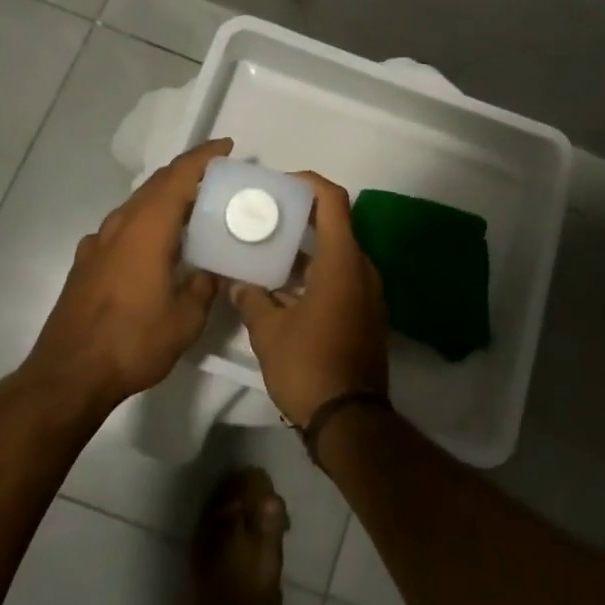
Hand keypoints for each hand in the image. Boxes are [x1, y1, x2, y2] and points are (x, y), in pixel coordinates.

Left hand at [22, 138, 232, 414]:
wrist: (67, 376)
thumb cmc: (132, 342)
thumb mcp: (186, 319)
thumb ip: (204, 286)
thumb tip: (213, 268)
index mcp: (148, 227)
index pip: (179, 176)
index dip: (204, 157)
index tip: (227, 147)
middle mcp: (121, 224)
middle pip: (157, 184)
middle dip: (188, 174)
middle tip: (218, 178)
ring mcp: (98, 242)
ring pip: (138, 204)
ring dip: (166, 198)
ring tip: (192, 209)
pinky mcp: (86, 261)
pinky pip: (123, 227)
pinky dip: (146, 222)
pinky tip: (155, 245)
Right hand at [229, 172, 388, 423]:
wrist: (350, 420)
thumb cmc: (309, 366)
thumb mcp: (268, 332)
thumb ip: (251, 298)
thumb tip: (236, 282)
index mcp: (342, 261)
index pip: (333, 200)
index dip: (309, 184)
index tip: (280, 186)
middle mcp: (362, 268)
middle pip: (335, 225)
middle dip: (300, 218)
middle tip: (266, 218)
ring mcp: (368, 292)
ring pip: (336, 254)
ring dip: (306, 249)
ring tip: (268, 251)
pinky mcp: (366, 313)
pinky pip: (341, 277)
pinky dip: (315, 272)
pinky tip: (284, 287)